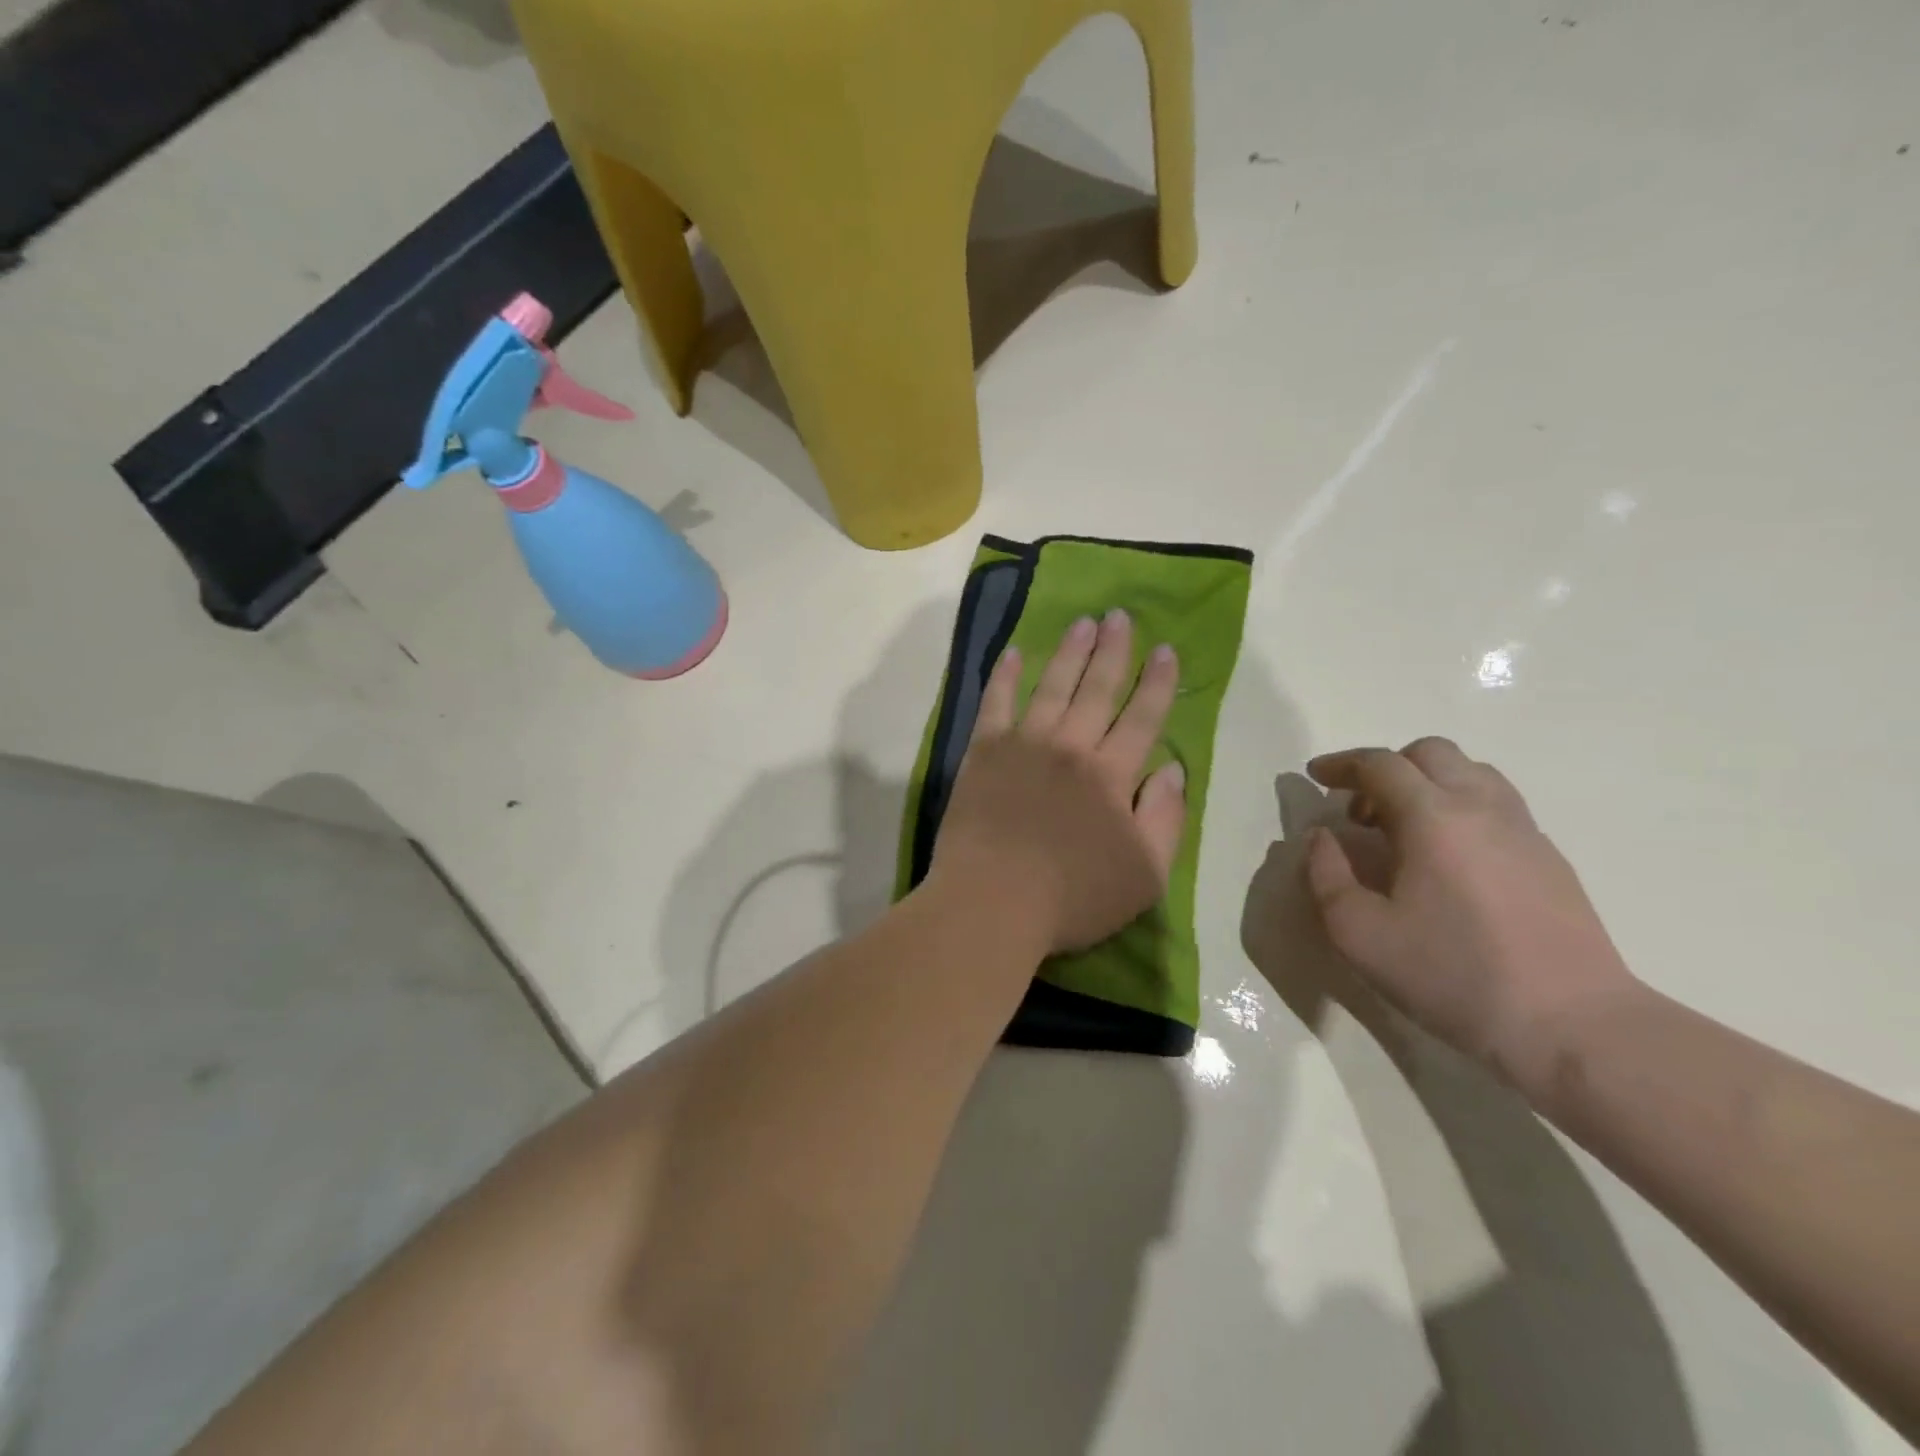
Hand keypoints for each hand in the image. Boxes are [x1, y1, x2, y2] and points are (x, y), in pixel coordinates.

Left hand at [929, 610, 1187, 954]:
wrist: (992, 902)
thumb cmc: (1073, 897)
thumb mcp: (1145, 874)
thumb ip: (1165, 818)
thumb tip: (1172, 769)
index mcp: (1112, 775)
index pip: (1142, 718)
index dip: (1157, 683)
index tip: (1165, 651)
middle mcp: (1071, 748)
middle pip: (1098, 690)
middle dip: (1113, 651)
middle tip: (1120, 616)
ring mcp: (1024, 745)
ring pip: (1053, 687)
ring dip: (1070, 652)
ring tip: (1083, 622)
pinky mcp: (984, 753)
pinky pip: (996, 704)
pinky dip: (1004, 676)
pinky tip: (1012, 653)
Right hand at [1302, 738, 1638, 1094]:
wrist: (1572, 1025)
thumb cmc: (1452, 975)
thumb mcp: (1359, 934)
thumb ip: (1326, 875)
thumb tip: (1322, 838)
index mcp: (1433, 817)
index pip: (1380, 764)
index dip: (1341, 764)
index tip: (1314, 776)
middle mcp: (1482, 807)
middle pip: (1430, 754)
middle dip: (1385, 769)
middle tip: (1360, 812)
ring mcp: (1524, 830)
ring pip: (1470, 773)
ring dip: (1426, 784)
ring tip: (1403, 830)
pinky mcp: (1549, 857)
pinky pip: (1496, 804)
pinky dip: (1458, 808)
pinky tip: (1446, 859)